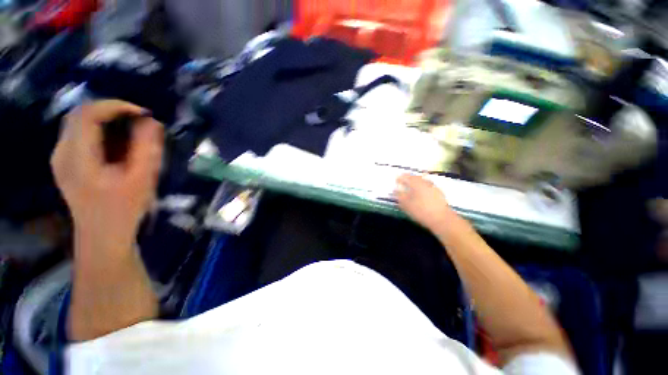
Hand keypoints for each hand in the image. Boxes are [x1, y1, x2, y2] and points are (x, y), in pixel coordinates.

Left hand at [51, 100, 163, 248]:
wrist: (103, 235)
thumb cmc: (124, 209)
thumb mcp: (142, 179)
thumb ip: (146, 148)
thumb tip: (151, 121)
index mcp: (77, 158)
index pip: (88, 114)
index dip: (116, 106)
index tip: (143, 113)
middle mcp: (62, 152)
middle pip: (80, 114)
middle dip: (111, 110)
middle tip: (139, 120)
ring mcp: (60, 157)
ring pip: (79, 122)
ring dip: (106, 119)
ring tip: (131, 130)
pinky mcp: (65, 162)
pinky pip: (79, 134)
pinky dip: (99, 130)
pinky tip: (117, 142)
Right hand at [394, 174, 456, 232]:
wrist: (442, 219)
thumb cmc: (421, 211)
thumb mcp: (406, 204)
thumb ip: (399, 195)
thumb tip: (395, 189)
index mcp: (416, 183)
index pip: (406, 177)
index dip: (400, 178)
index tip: (395, 179)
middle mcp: (425, 182)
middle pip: (415, 177)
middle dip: (408, 179)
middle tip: (403, 182)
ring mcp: (433, 187)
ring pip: (422, 181)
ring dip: (416, 182)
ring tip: (411, 187)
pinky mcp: (439, 193)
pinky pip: (428, 186)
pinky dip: (422, 187)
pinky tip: (421, 193)